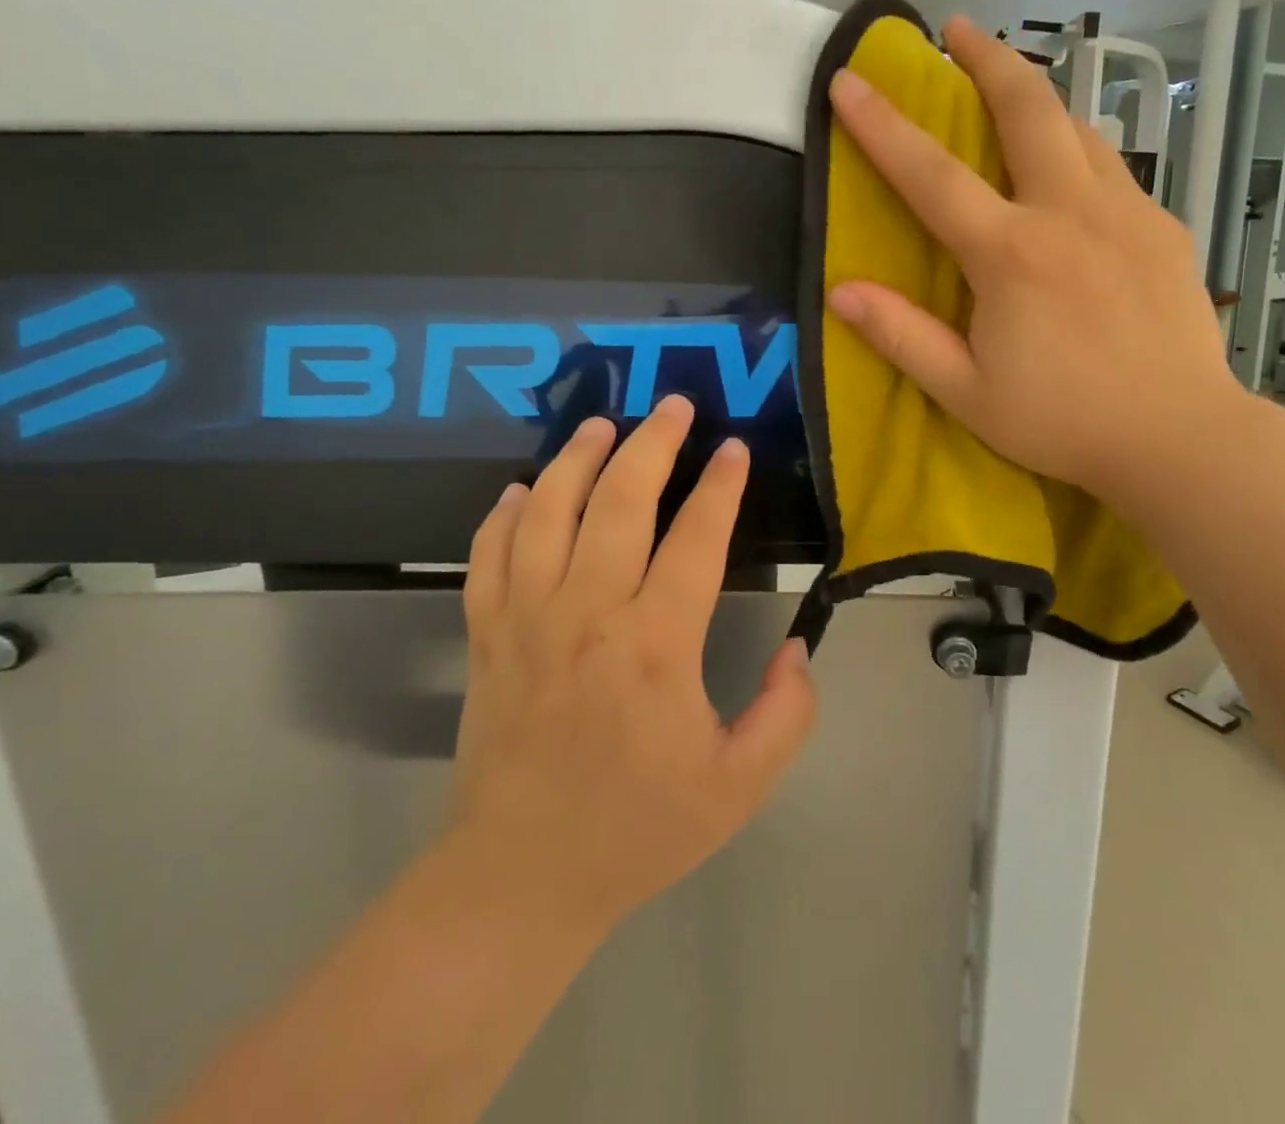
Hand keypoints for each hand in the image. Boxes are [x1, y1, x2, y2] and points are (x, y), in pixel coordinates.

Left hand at [448, 395, 816, 936]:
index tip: (734, 449)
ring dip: (576, 460)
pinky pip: (488, 555)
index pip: (695, 539)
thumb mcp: (738, 787)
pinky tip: (522, 490)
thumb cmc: (637, 830)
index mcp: (654, 645)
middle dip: (653, 444)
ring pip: (548, 512)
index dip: (720, 487)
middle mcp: (587, 614)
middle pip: (620, 503)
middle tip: (673, 406)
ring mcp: (526, 619)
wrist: (521, 879)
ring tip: (602, 425)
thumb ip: (786, 714)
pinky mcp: (486, 635)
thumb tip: (798, 648)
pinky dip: (503, 514)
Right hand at [825, 15, 1240, 511]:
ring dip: (1038, 96)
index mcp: (1010, 254)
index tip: (848, 80)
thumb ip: (902, 337)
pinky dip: (1078, 150)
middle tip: (958, 29)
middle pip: (1028, 109)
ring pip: (1077, 128)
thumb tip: (841, 292)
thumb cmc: (1062, 421)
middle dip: (988, 58)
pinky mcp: (1162, 228)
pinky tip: (1069, 172)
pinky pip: (1111, 168)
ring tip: (1010, 90)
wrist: (1178, 438)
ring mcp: (1125, 213)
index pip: (931, 175)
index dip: (882, 125)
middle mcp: (1068, 214)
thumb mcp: (966, 392)